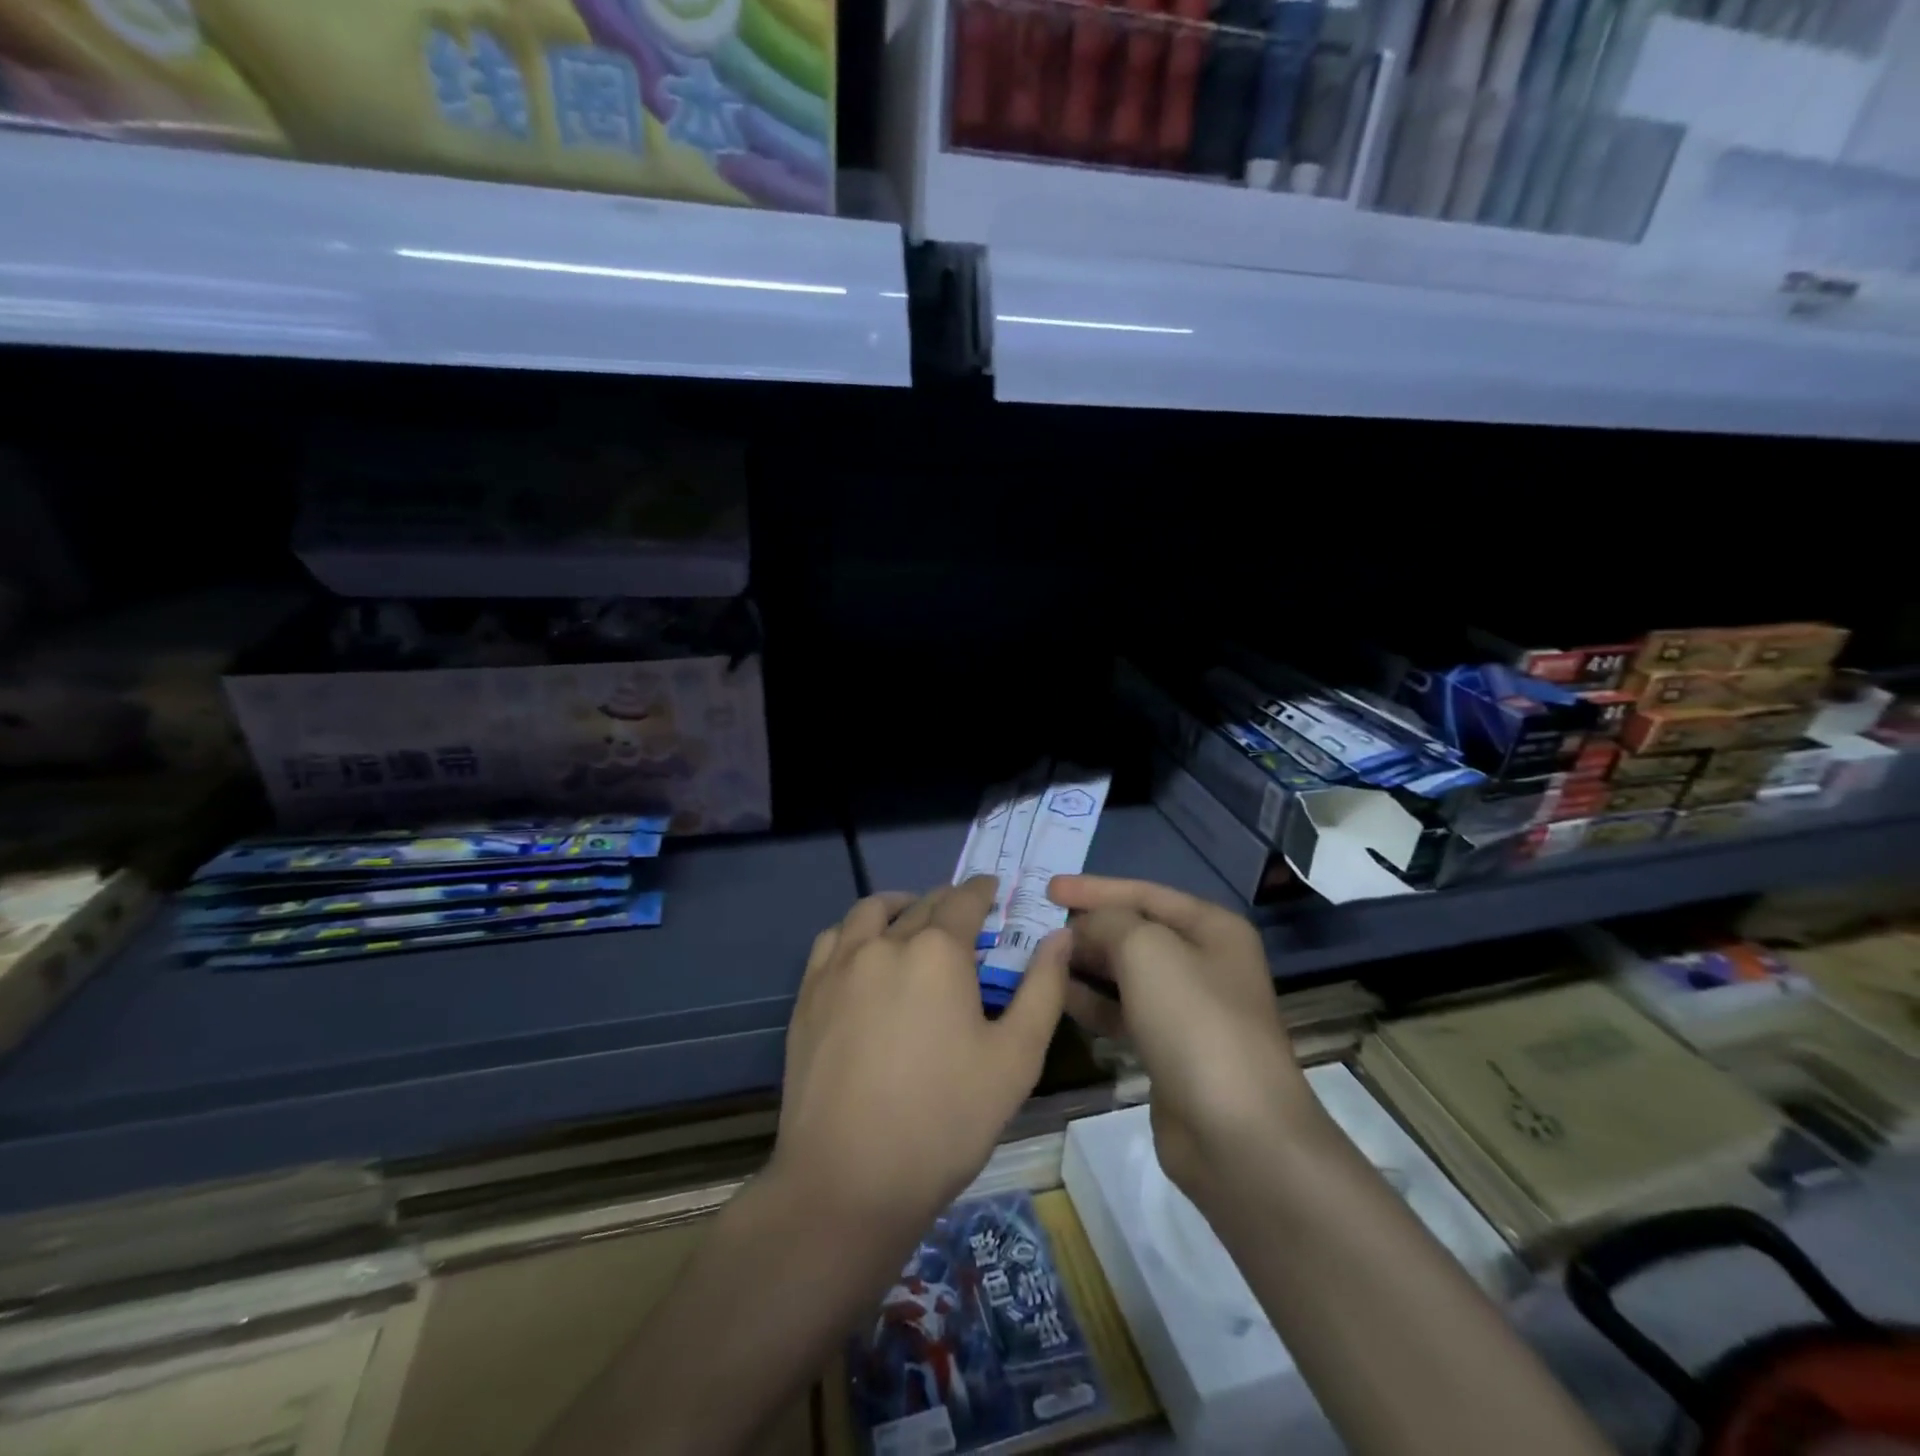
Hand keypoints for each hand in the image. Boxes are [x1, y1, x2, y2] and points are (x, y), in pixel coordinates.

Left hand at [773, 875, 1069, 1235]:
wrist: (848, 1179)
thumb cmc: (945, 1120)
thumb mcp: (1016, 1059)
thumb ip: (1043, 989)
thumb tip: (1060, 936)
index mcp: (937, 951)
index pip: (964, 899)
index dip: (982, 891)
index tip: (992, 890)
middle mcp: (884, 942)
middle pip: (920, 904)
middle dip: (946, 902)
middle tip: (963, 918)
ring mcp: (838, 966)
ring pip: (870, 913)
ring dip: (897, 908)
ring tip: (911, 924)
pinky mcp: (808, 993)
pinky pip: (832, 940)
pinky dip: (855, 933)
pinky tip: (864, 957)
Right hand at [1049, 875, 1320, 1207]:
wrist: (1235, 1132)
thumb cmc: (1194, 1021)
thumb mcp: (1146, 949)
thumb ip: (1107, 923)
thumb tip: (1083, 930)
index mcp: (1212, 928)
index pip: (1145, 893)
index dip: (1095, 888)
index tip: (1048, 889)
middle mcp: (1204, 962)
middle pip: (1136, 931)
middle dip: (1089, 926)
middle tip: (1037, 925)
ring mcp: (1189, 1009)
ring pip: (1126, 974)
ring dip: (1085, 964)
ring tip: (1038, 958)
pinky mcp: (1170, 1049)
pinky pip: (1123, 1012)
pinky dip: (1092, 1002)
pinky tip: (1058, 997)